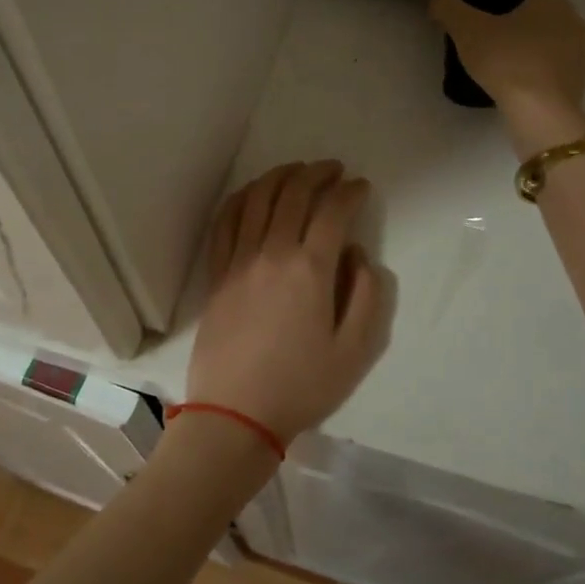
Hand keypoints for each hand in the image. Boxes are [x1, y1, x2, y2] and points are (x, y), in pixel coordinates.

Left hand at [188, 162, 385, 445]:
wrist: (235, 414)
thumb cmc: (301, 386)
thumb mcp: (355, 351)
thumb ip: (367, 296)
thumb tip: (358, 255)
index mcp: (310, 270)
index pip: (333, 211)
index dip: (350, 192)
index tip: (361, 187)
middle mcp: (273, 253)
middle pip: (294, 193)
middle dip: (317, 173)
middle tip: (334, 169)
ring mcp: (239, 260)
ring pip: (258, 198)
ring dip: (280, 175)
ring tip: (297, 170)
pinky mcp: (217, 273)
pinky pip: (226, 221)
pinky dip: (241, 198)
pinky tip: (253, 192)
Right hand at [430, 0, 584, 154]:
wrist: (540, 113)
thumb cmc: (507, 60)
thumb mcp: (466, 29)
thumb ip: (448, 8)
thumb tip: (436, 0)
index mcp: (553, 2)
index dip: (500, 9)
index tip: (480, 26)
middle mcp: (574, 23)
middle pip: (535, 23)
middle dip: (514, 33)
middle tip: (485, 49)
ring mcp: (580, 56)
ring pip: (545, 49)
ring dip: (525, 56)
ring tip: (497, 72)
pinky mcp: (578, 85)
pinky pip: (550, 74)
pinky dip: (534, 78)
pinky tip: (514, 90)